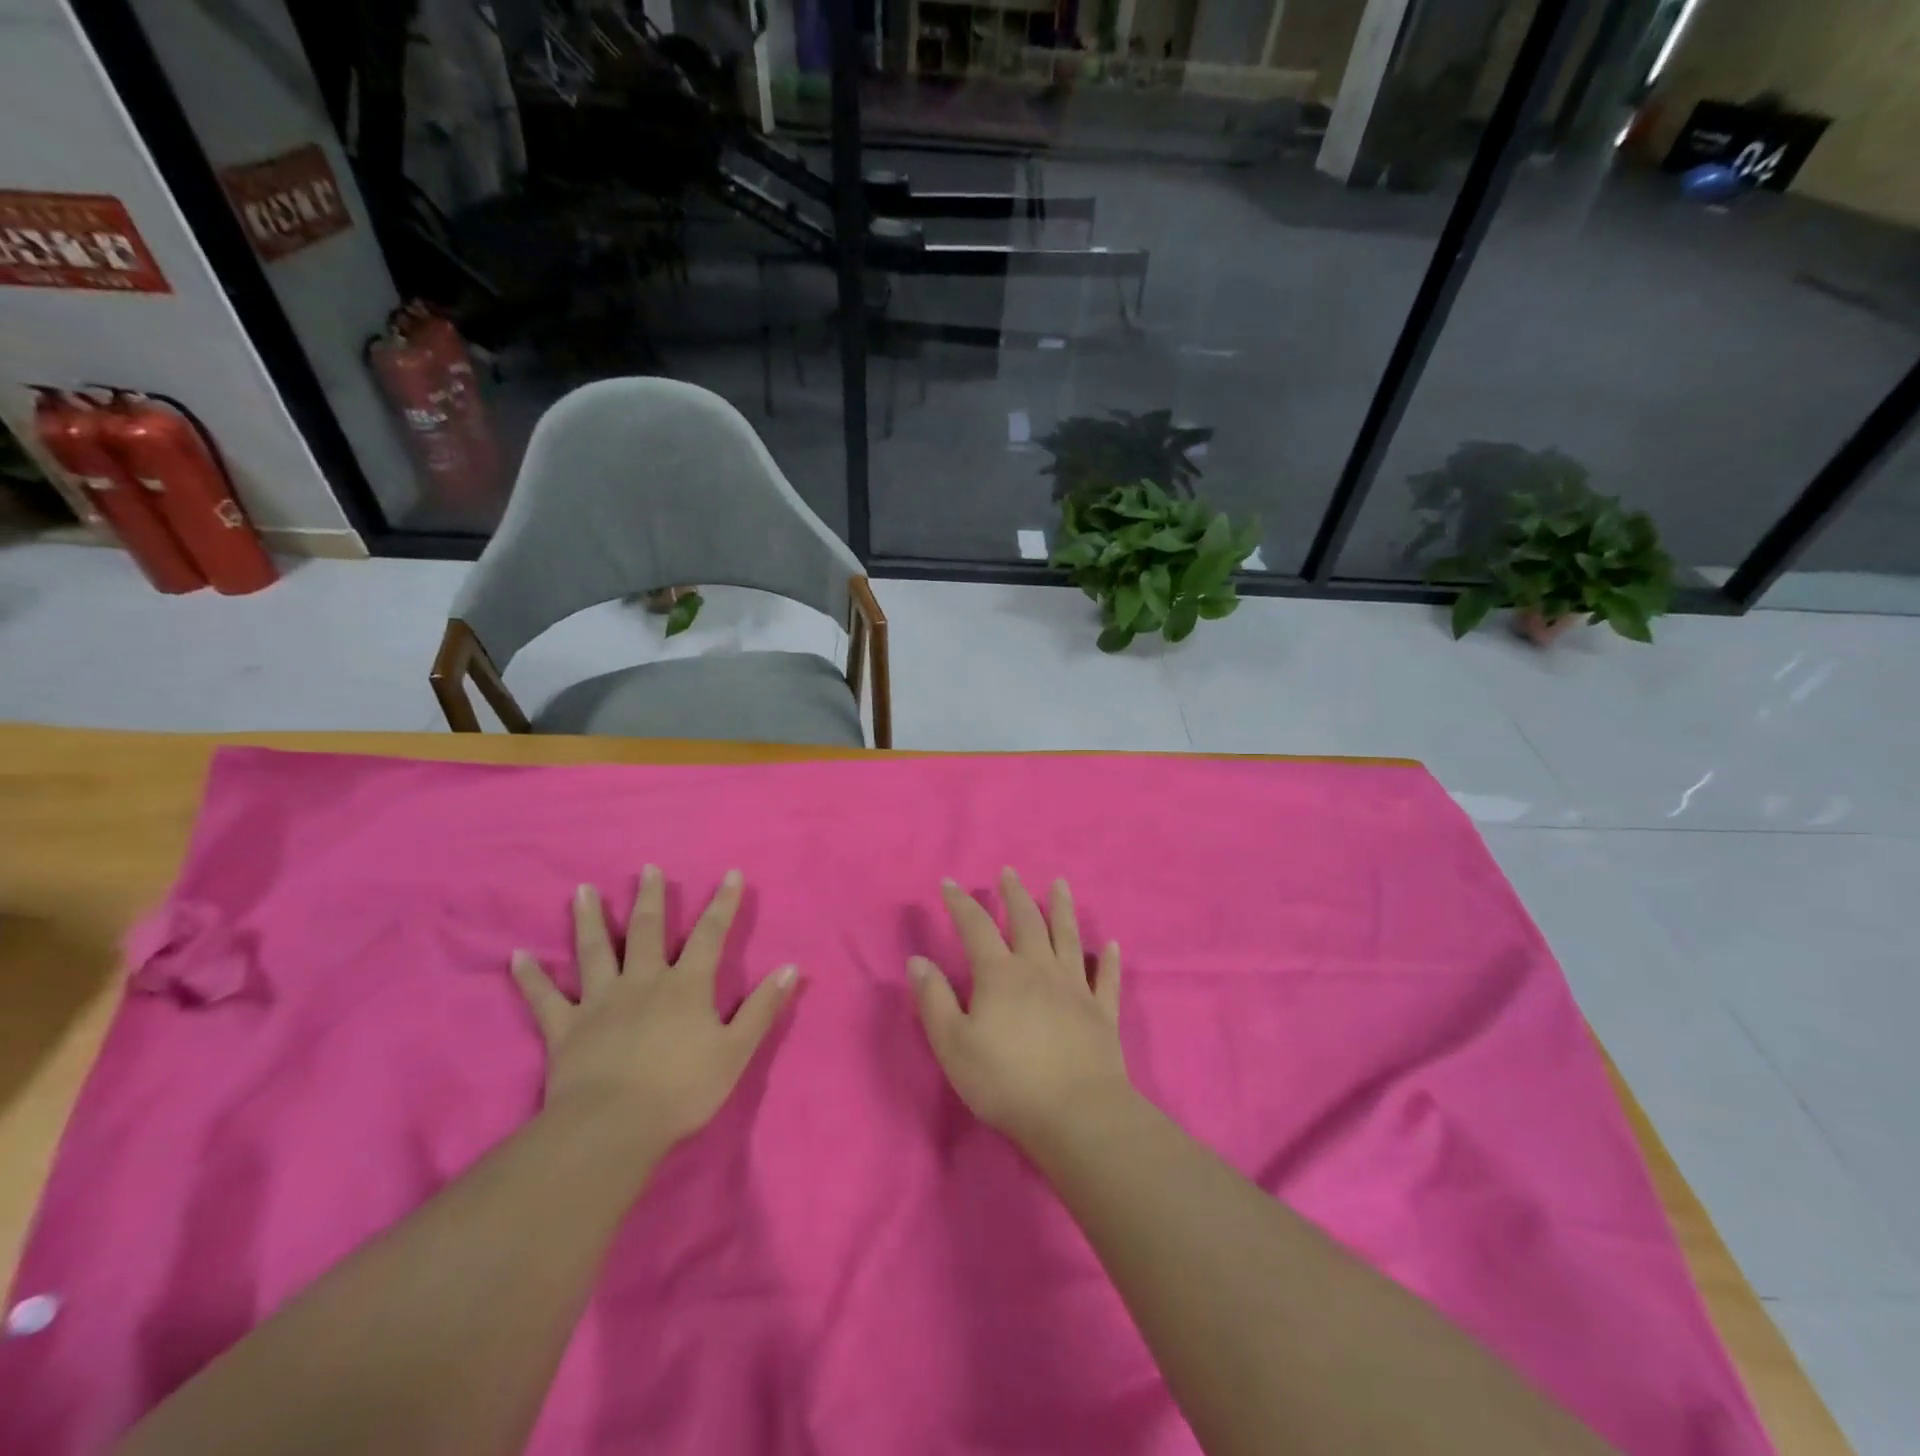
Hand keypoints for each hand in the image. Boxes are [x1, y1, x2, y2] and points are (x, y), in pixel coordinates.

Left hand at [511, 866, 797, 1149]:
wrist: (613, 1127)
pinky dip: (530, 978)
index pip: (710, 935)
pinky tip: (517, 956)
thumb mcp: (736, 1051)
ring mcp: (600, 1002)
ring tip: (583, 891)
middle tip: (648, 868)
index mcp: (686, 986)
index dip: (723, 904)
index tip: (731, 874)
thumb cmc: (681, 1090)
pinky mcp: (565, 1028)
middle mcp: (643, 981)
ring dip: (590, 919)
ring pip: (594, 951)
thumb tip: (791, 967)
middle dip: (651, 898)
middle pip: (647, 931)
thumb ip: (762, 1008)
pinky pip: (544, 999)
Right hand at [908, 868, 1129, 1147]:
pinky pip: (1106, 978)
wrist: (1075, 1114)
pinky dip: (1108, 960)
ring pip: (1068, 937)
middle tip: (1009, 872)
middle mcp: (1039, 968)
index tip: (949, 883)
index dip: (961, 903)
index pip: (976, 927)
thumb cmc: (1005, 1081)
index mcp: (1000, 974)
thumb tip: (917, 960)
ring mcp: (1075, 987)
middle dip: (1015, 894)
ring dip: (1062, 908)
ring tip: (1060, 884)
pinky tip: (1111, 945)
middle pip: (1027, 920)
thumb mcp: (953, 1044)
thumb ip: (934, 999)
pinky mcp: (1102, 1012)